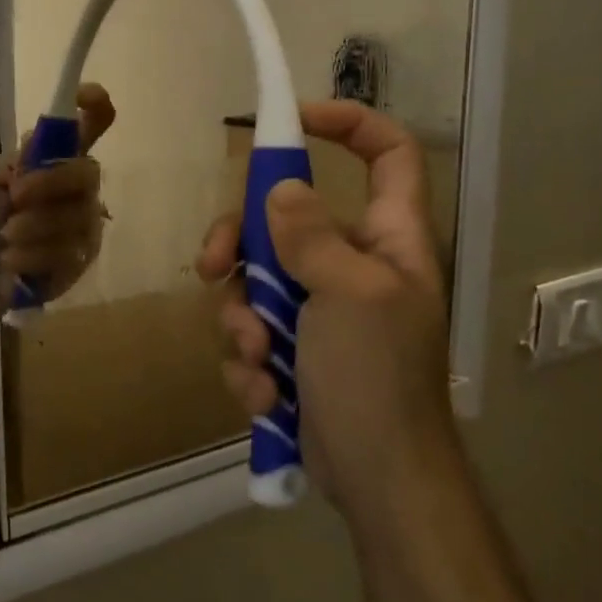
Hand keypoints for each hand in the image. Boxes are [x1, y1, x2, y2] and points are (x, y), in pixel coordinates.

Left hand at [0, 83, 114, 304]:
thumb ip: (14, 165)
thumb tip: (25, 160)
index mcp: (62, 158)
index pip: (95, 123)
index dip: (95, 105)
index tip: (82, 95)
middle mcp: (83, 187)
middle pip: (87, 171)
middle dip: (51, 181)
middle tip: (16, 194)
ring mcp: (87, 225)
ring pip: (75, 217)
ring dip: (36, 224)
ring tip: (5, 234)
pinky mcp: (81, 261)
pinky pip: (65, 255)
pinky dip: (33, 255)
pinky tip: (9, 259)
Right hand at [197, 101, 451, 534]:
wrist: (376, 481)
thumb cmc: (378, 379)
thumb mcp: (349, 296)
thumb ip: (313, 236)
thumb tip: (282, 187)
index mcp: (388, 239)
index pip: (387, 154)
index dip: (348, 123)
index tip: (291, 120)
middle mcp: (352, 264)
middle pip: (284, 219)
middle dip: (241, 246)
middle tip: (212, 267)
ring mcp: (319, 309)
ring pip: (255, 282)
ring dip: (243, 322)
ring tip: (259, 360)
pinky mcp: (292, 350)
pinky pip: (252, 332)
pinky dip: (250, 362)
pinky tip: (265, 394)